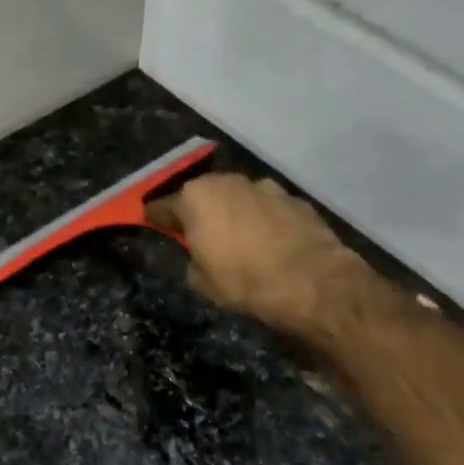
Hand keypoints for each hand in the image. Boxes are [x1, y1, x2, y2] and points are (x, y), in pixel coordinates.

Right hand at [149, 173, 377, 335]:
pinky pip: (269, 209)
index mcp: (197, 198)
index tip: (151, 222)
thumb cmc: (244, 281)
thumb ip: (193, 259)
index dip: (156, 217)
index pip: (164, 206)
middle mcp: (229, 182)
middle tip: (199, 234)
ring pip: (240, 199)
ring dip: (235, 214)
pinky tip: (270, 244)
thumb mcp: (201, 281)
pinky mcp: (296, 200)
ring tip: (240, 240)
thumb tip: (200, 253)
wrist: (312, 283)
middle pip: (204, 195)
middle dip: (200, 211)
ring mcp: (266, 188)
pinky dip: (264, 221)